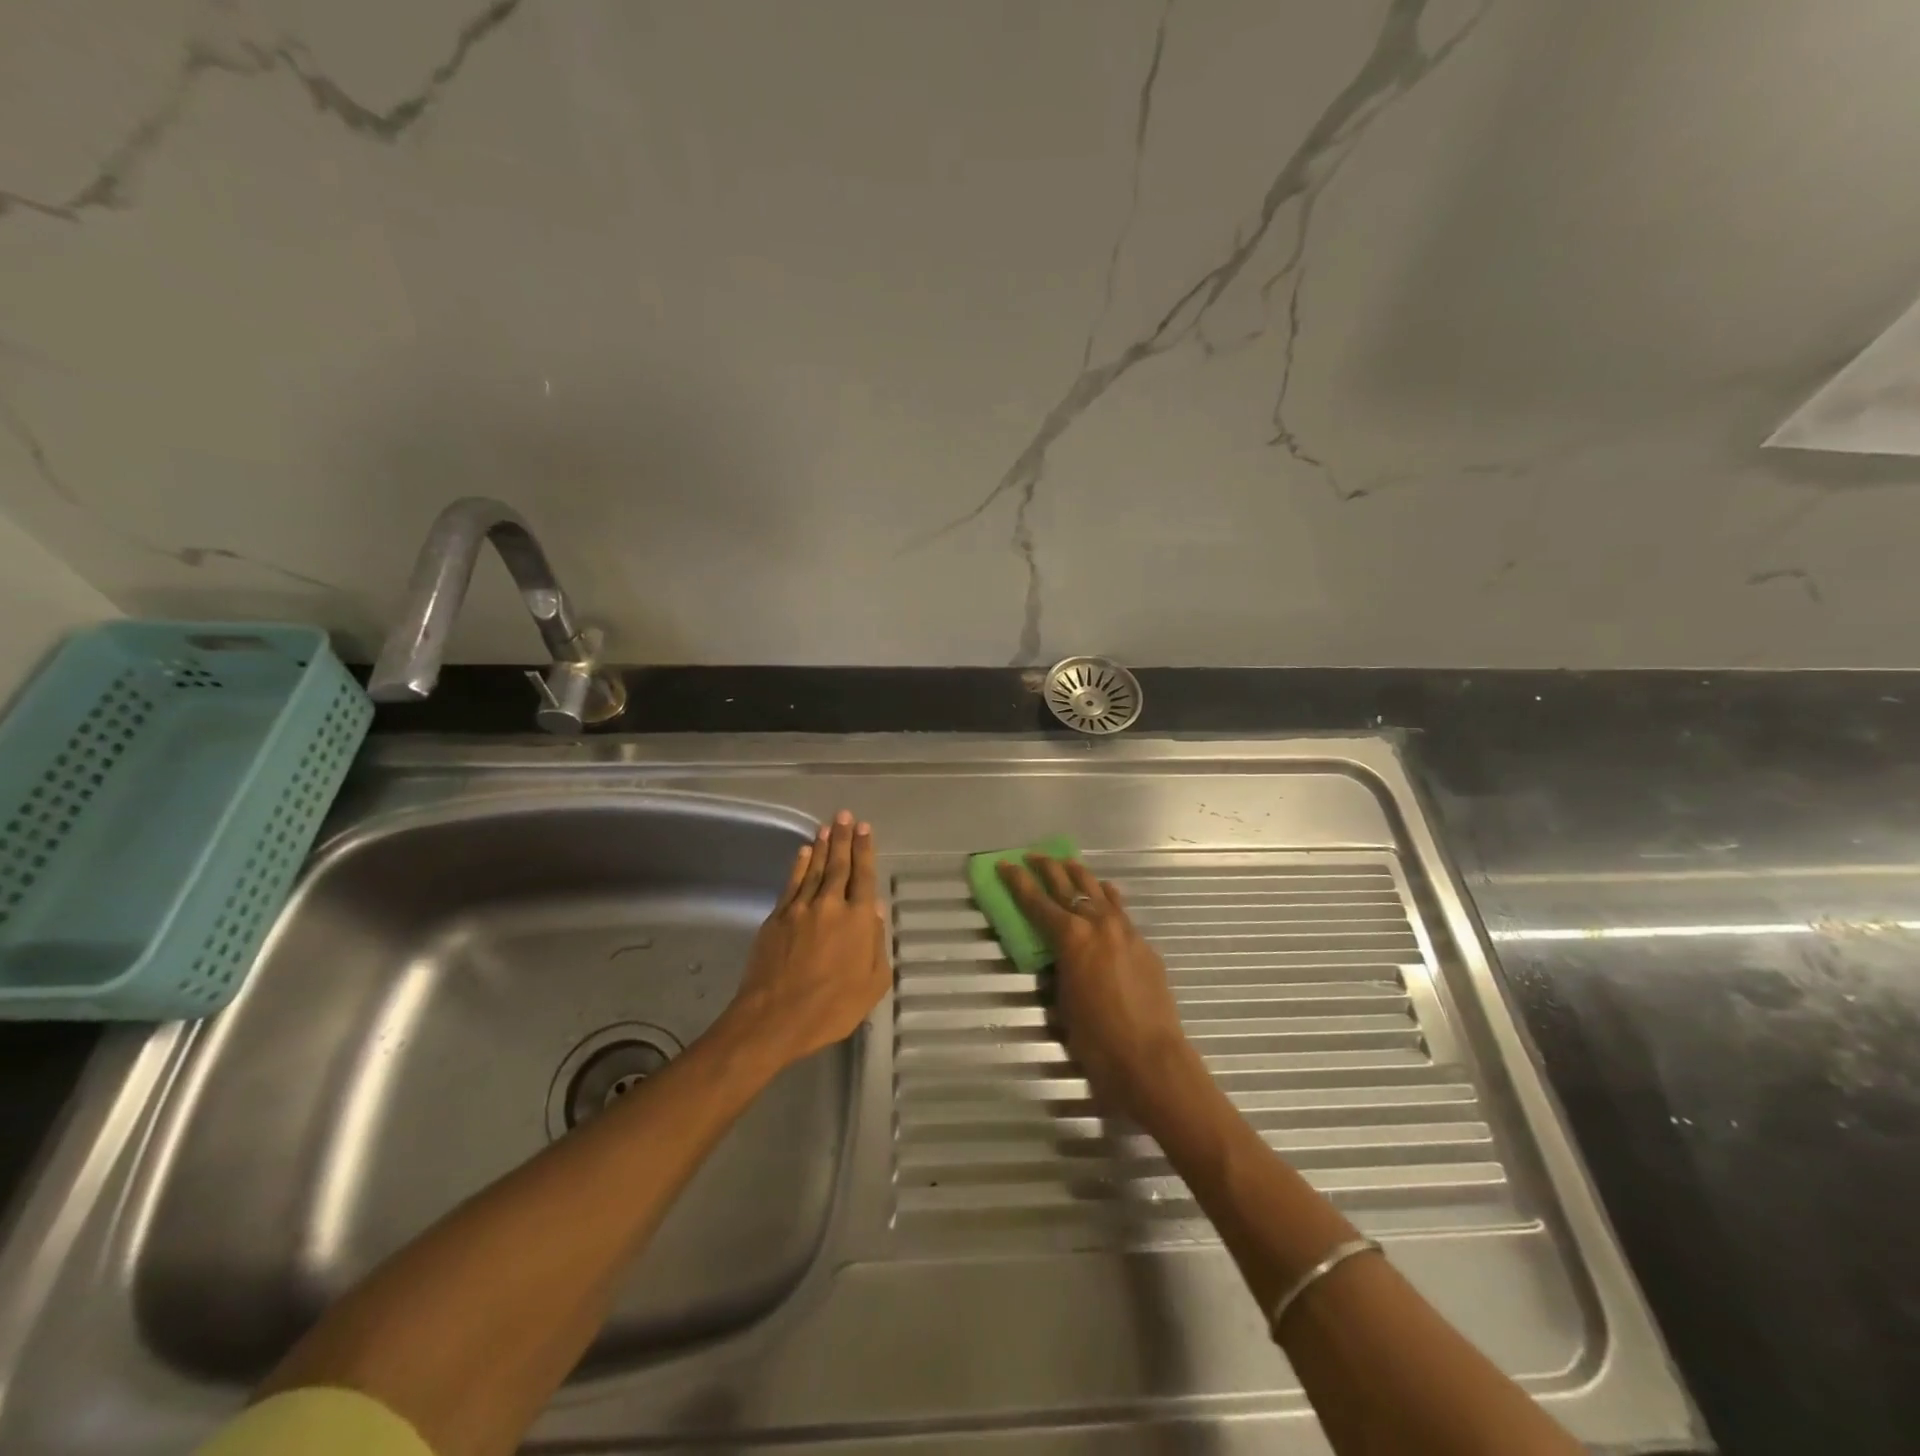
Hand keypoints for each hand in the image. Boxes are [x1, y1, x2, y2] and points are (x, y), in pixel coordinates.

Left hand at [718, 811, 890, 1070]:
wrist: (775, 1018)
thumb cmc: (831, 1008)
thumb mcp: (872, 984)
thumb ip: (876, 944)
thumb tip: (873, 910)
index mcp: (857, 920)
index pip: (864, 876)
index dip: (865, 850)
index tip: (865, 828)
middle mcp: (830, 905)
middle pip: (838, 864)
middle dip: (843, 838)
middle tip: (845, 815)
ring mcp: (800, 909)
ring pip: (813, 869)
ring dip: (821, 846)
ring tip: (827, 827)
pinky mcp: (776, 917)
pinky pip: (791, 883)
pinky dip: (798, 866)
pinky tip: (802, 853)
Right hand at [997, 854, 1199, 1126]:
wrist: (1151, 1059)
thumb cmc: (1096, 1040)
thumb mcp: (1062, 1004)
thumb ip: (1058, 972)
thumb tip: (1059, 960)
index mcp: (1070, 937)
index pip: (1036, 901)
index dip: (1017, 881)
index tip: (1005, 864)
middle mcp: (1097, 923)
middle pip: (1068, 884)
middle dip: (1047, 867)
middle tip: (1032, 856)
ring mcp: (1124, 930)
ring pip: (1098, 890)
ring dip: (1079, 875)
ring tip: (1066, 864)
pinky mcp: (1144, 943)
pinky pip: (1120, 910)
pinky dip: (1107, 898)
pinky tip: (1104, 895)